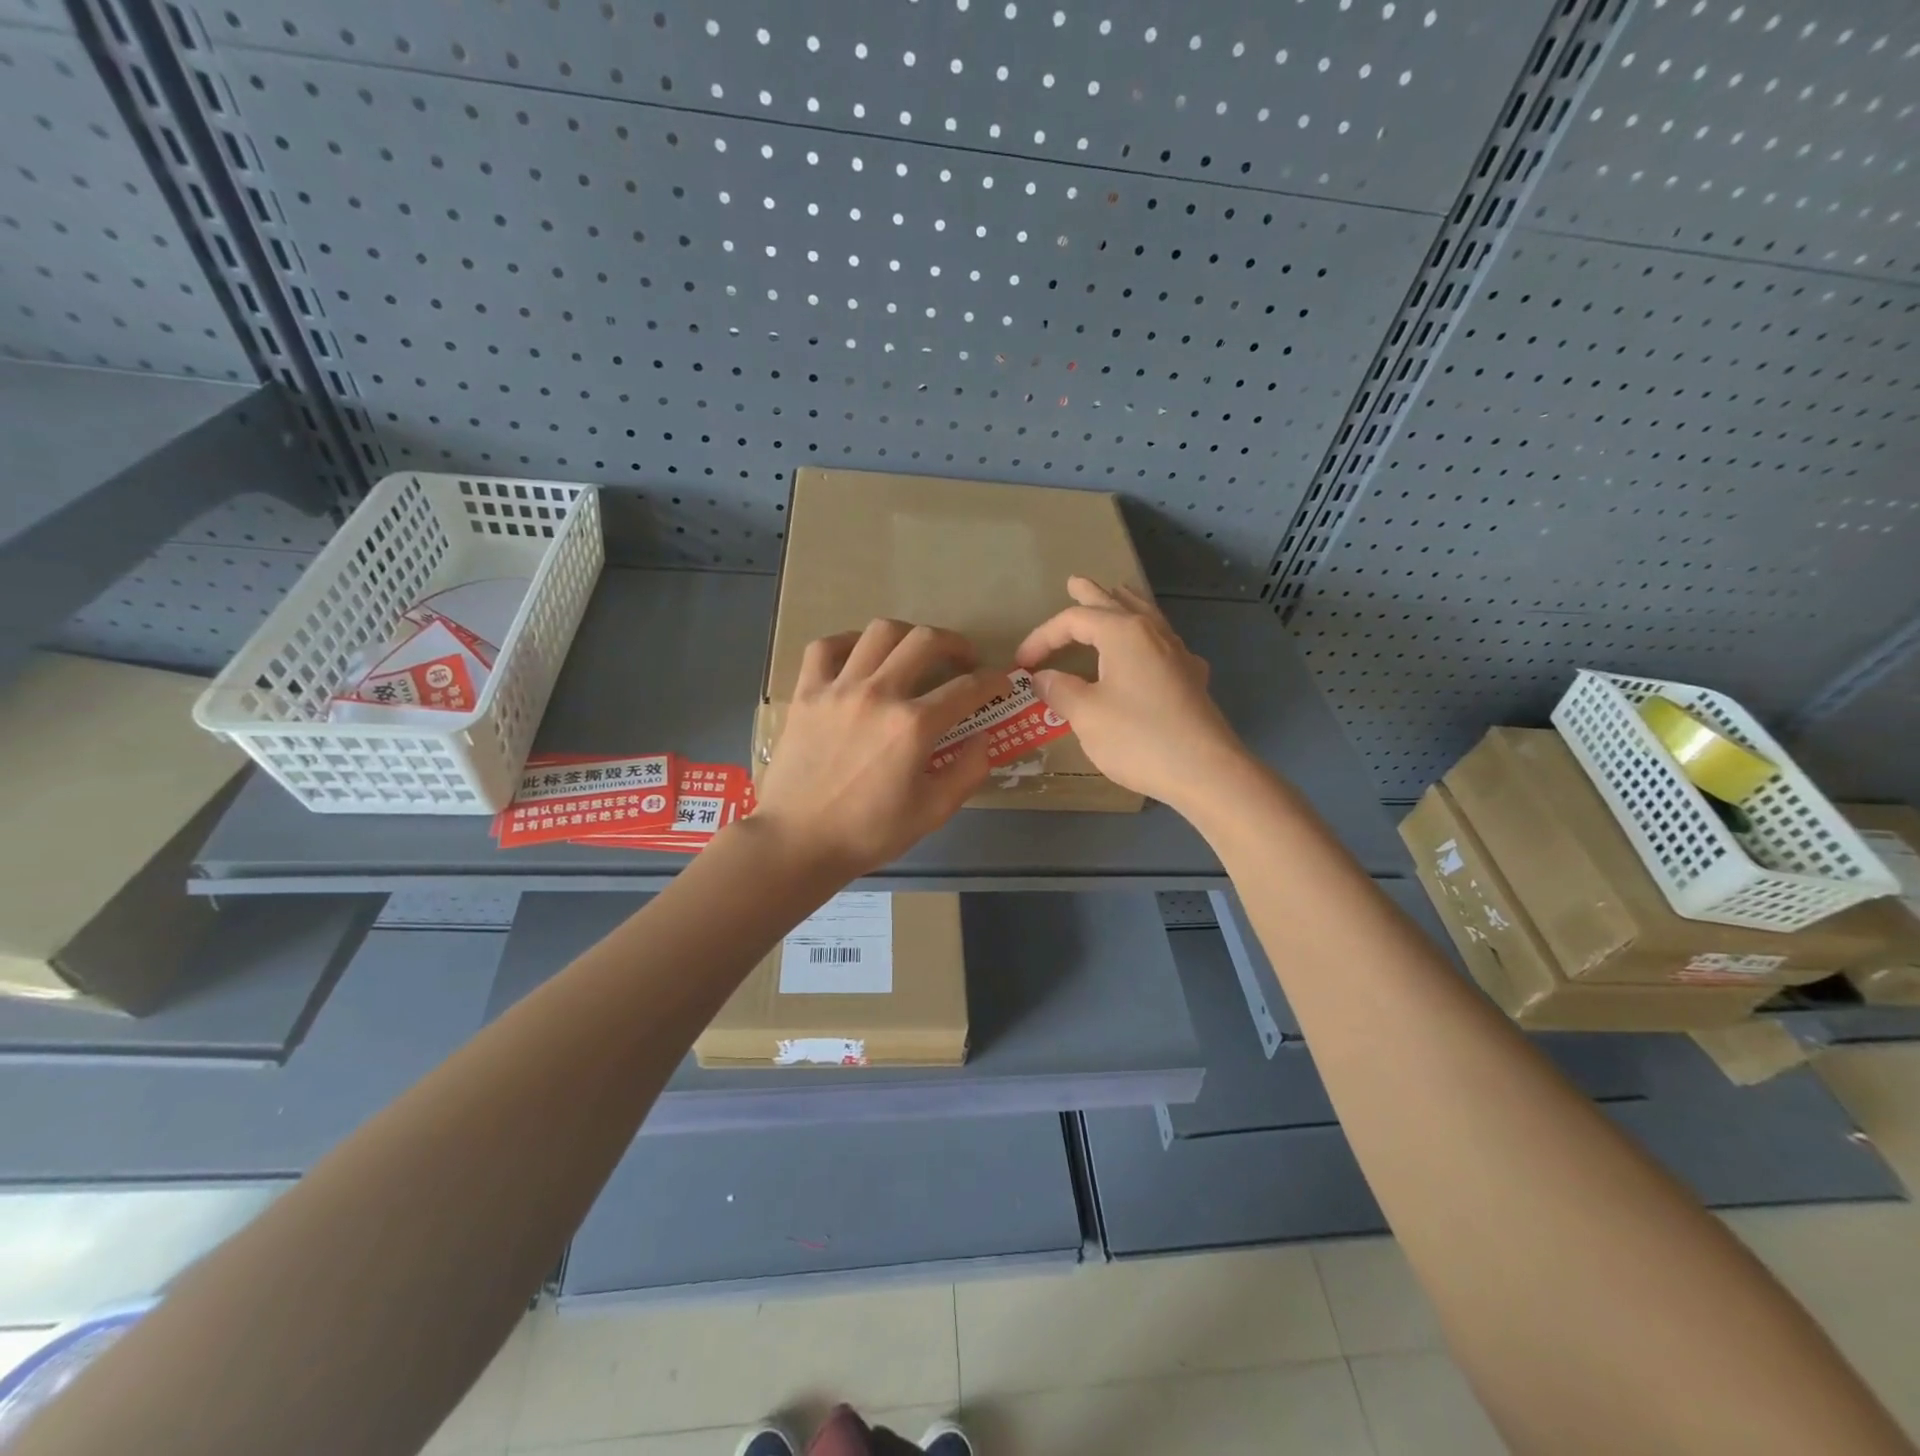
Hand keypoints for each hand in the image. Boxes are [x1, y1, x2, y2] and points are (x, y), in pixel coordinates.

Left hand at [754, 619, 1004, 877]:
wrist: (798, 842)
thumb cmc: (869, 833)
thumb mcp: (933, 812)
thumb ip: (968, 771)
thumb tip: (984, 737)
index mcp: (914, 726)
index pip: (967, 688)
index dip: (992, 681)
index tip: (1000, 682)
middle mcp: (879, 694)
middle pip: (925, 641)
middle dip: (954, 644)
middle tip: (962, 660)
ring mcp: (839, 688)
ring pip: (879, 632)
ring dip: (907, 635)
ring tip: (914, 652)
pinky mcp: (807, 693)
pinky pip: (826, 647)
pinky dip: (848, 642)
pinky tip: (860, 655)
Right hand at [1014, 577, 1250, 813]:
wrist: (1205, 771)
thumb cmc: (1138, 738)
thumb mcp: (1086, 715)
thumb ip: (1061, 691)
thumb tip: (1043, 677)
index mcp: (1123, 633)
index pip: (1074, 620)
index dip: (1043, 637)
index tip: (1022, 663)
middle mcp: (1153, 633)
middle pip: (1115, 604)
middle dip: (1090, 595)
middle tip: (1074, 582)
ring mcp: (1178, 654)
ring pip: (1147, 617)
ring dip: (1124, 604)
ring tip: (1116, 594)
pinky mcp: (1191, 679)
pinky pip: (1164, 643)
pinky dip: (1147, 635)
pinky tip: (1151, 648)